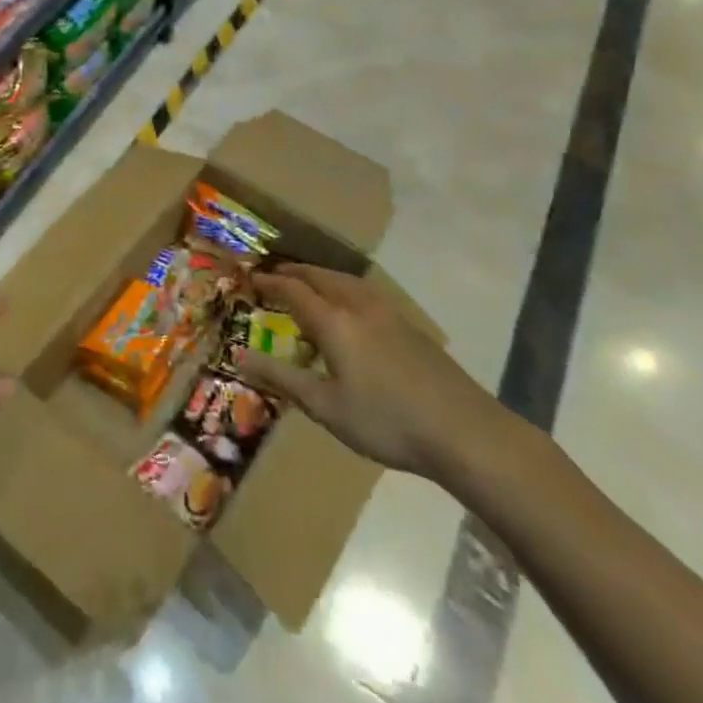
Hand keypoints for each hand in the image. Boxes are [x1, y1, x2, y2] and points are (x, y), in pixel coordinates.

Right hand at [234, 264, 515, 480]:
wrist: (463, 430)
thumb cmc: (385, 421)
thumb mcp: (325, 406)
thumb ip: (282, 378)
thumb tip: (240, 357)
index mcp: (334, 321)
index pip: (293, 289)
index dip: (271, 282)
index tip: (252, 280)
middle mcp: (358, 305)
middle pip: (320, 276)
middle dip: (295, 272)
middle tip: (276, 275)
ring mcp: (388, 312)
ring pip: (346, 281)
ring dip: (321, 277)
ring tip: (309, 286)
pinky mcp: (409, 325)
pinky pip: (365, 293)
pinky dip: (344, 290)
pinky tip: (349, 310)